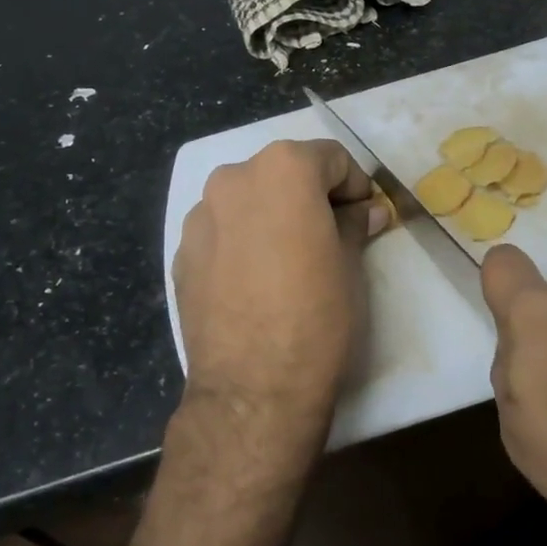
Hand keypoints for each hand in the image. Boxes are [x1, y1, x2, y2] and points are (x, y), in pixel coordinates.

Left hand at [171, 139, 388, 485]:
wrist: (253, 387)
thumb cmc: (316, 315)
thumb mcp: (349, 265)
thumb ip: (354, 224)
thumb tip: (365, 211)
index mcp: (282, 170)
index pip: (330, 157)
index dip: (354, 184)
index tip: (364, 216)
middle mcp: (234, 179)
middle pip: (283, 172)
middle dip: (310, 196)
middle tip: (331, 235)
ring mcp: (200, 215)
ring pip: (248, 200)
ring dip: (272, 215)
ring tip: (288, 259)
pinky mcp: (181, 253)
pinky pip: (222, 231)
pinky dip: (242, 240)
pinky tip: (256, 280)